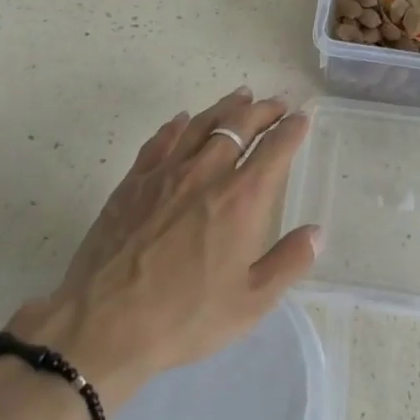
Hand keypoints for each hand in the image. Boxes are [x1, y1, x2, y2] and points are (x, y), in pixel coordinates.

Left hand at [8, 87, 319, 410]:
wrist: (103, 324)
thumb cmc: (184, 317)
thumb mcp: (250, 303)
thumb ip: (288, 263)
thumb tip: (317, 232)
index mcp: (240, 200)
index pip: (274, 150)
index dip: (292, 129)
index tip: (302, 117)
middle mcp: (206, 174)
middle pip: (239, 126)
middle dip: (263, 110)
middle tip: (278, 103)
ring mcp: (165, 173)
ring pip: (201, 124)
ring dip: (226, 107)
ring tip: (242, 95)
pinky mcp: (133, 181)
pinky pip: (160, 140)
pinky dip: (178, 124)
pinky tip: (183, 119)